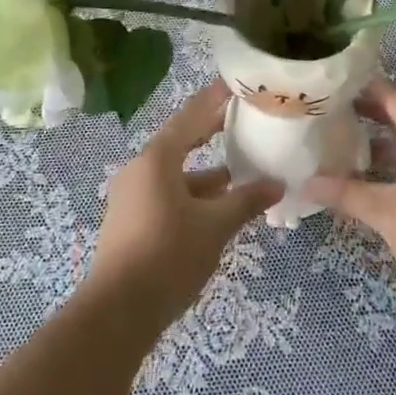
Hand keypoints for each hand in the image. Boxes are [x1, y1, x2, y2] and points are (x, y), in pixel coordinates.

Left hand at [82, 80, 281, 335]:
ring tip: (240, 174)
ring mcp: (131, 196)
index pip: (190, 116)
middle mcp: (140, 169)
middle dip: (211, 132)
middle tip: (242, 119)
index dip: (214, 99)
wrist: (117, 311)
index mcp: (157, 159)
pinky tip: (216, 209)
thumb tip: (277, 184)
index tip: (235, 83)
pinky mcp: (130, 221)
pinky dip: (192, 195)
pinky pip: (166, 195)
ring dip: (205, 173)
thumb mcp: (214, 226)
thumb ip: (246, 200)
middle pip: (181, 141)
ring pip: (175, 174)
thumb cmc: (168, 255)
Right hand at [304, 79, 395, 320]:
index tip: (330, 85)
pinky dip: (395, 165)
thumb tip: (304, 184)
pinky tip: (369, 179)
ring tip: (340, 145)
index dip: (362, 88)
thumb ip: (346, 193)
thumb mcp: (386, 213)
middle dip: (366, 115)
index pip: (393, 97)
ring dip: (379, 143)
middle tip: (327, 113)